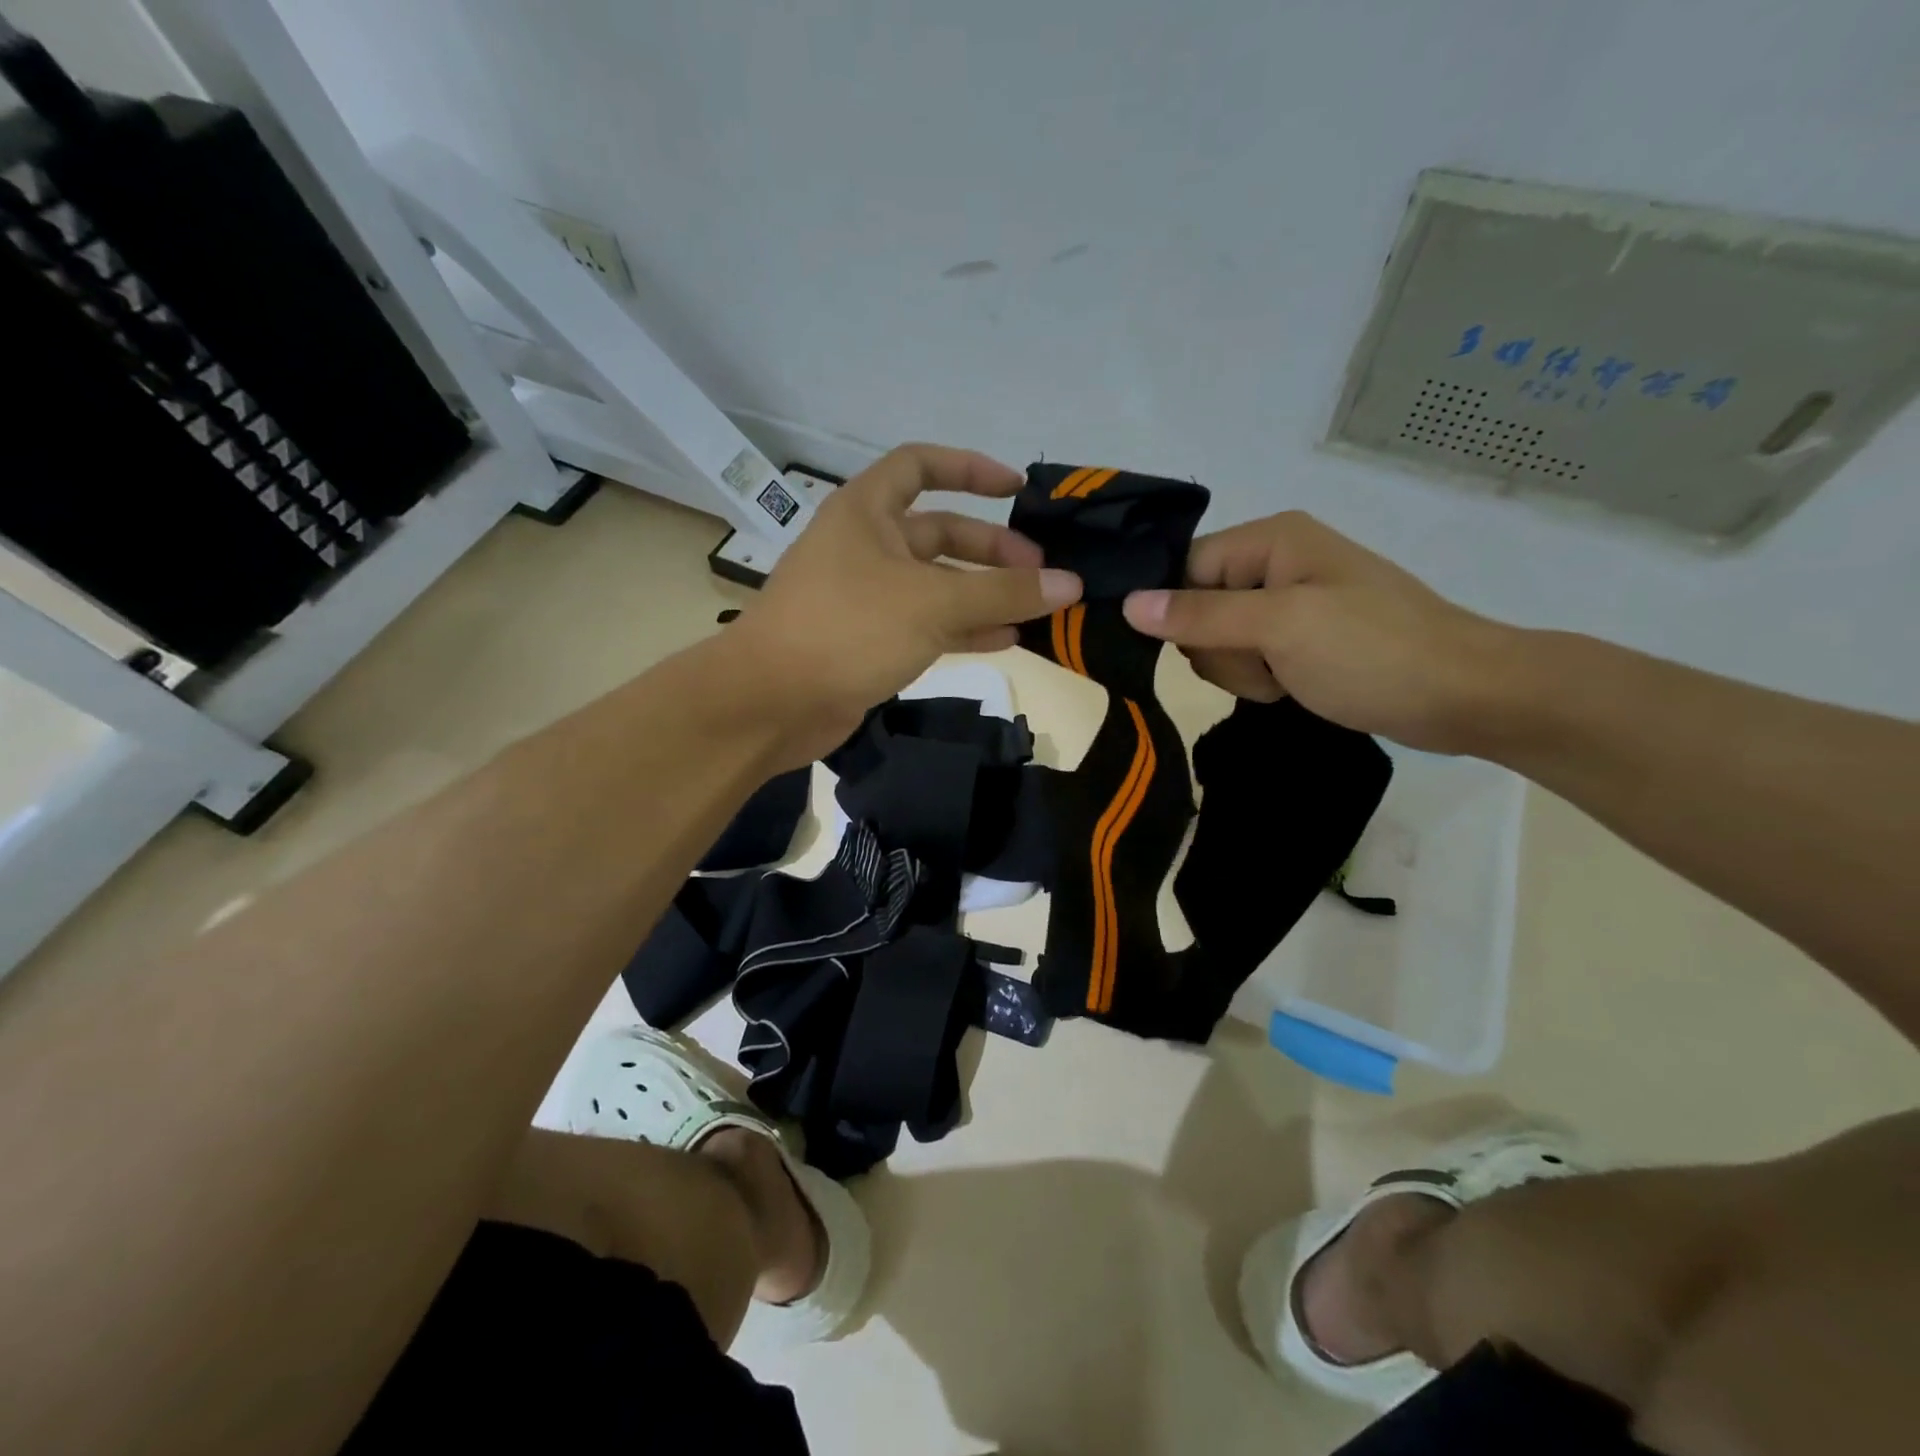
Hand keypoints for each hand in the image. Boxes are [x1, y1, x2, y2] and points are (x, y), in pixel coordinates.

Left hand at [731, 444, 1081, 762]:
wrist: (772, 702)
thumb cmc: (847, 628)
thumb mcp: (932, 603)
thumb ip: (1002, 592)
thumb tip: (1070, 584)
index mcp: (867, 511)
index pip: (920, 465)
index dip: (970, 469)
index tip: (1017, 490)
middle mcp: (866, 546)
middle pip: (939, 532)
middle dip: (991, 549)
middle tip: (1041, 572)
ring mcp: (866, 597)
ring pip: (937, 584)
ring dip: (984, 594)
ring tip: (1036, 609)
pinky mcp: (869, 641)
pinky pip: (926, 624)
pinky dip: (965, 629)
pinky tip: (1007, 639)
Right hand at [1121, 511, 1517, 752]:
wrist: (1464, 696)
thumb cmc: (1373, 651)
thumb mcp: (1280, 628)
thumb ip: (1200, 615)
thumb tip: (1127, 604)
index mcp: (1271, 539)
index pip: (1184, 569)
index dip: (1181, 611)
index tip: (1209, 645)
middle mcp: (1274, 562)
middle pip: (1197, 608)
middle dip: (1221, 647)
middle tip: (1269, 660)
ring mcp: (1288, 604)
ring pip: (1218, 641)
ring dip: (1243, 670)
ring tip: (1289, 676)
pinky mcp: (1299, 639)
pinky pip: (1247, 658)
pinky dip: (1262, 679)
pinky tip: (1294, 686)